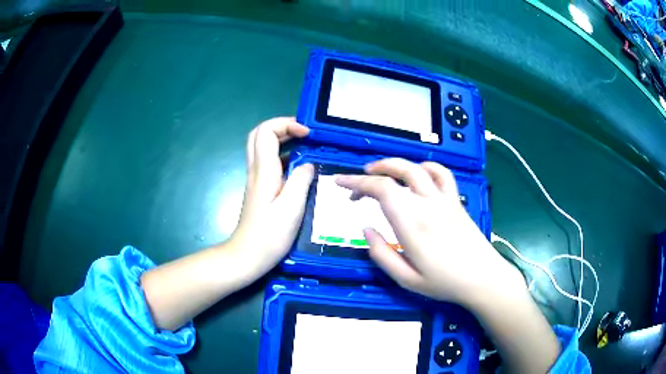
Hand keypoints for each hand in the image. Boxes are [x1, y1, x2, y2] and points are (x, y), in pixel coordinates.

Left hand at [229, 117, 313, 279]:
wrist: (247, 256)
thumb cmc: (269, 235)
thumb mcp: (291, 208)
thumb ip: (301, 180)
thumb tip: (308, 164)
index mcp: (264, 171)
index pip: (266, 131)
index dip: (286, 124)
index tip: (307, 134)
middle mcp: (256, 170)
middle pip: (260, 134)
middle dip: (282, 127)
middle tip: (305, 133)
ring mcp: (256, 179)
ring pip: (263, 147)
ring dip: (283, 139)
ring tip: (306, 144)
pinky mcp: (260, 189)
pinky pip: (269, 162)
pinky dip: (284, 155)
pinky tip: (299, 167)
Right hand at [336, 158, 525, 307]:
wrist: (482, 278)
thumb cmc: (444, 283)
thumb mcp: (406, 279)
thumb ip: (381, 254)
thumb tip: (366, 229)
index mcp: (412, 224)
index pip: (380, 189)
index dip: (356, 182)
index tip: (340, 183)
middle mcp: (427, 205)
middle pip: (397, 172)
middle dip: (371, 172)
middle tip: (356, 183)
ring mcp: (444, 200)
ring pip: (417, 167)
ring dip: (394, 164)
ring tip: (380, 171)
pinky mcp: (455, 201)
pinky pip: (442, 174)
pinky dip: (426, 166)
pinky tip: (418, 173)